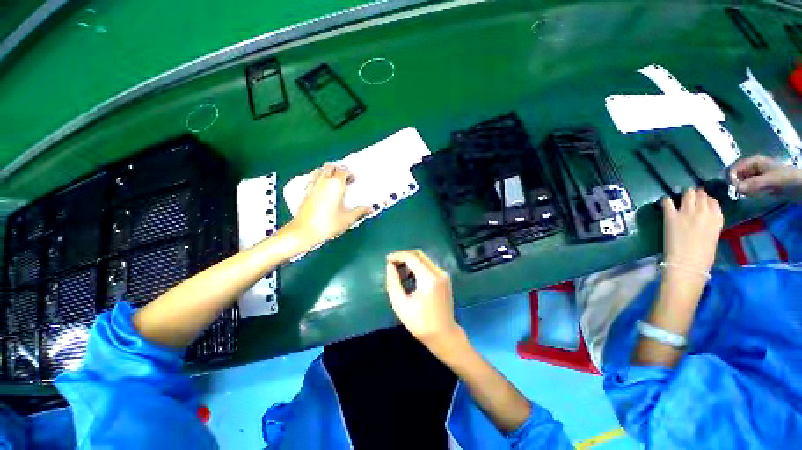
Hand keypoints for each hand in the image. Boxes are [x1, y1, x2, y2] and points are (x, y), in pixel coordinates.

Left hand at [289, 163, 371, 248]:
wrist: (304, 231)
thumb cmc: (329, 224)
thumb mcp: (348, 219)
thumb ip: (360, 211)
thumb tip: (370, 208)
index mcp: (336, 184)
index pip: (343, 170)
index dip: (350, 174)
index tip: (354, 180)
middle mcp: (324, 181)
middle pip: (331, 166)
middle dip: (338, 169)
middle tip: (345, 179)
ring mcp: (313, 185)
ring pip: (320, 169)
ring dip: (328, 172)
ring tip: (333, 181)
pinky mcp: (305, 191)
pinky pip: (313, 177)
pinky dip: (318, 177)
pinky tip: (322, 187)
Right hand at [385, 250, 461, 348]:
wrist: (443, 334)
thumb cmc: (420, 323)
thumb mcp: (400, 304)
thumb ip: (393, 282)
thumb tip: (390, 266)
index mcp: (429, 279)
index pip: (412, 257)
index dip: (398, 255)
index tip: (387, 259)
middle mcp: (439, 272)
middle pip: (419, 254)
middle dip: (404, 256)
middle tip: (392, 263)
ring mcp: (444, 274)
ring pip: (424, 258)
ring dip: (410, 260)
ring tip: (398, 270)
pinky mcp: (444, 278)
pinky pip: (429, 265)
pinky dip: (418, 265)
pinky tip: (410, 275)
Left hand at [661, 188, 722, 273]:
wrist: (687, 264)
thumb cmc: (702, 257)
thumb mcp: (713, 237)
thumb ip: (710, 224)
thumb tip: (703, 219)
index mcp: (717, 219)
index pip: (713, 202)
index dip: (706, 200)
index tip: (702, 201)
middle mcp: (703, 212)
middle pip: (700, 195)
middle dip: (695, 194)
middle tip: (691, 196)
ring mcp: (687, 213)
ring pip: (687, 194)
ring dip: (684, 194)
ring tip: (680, 197)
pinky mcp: (671, 216)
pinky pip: (667, 202)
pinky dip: (666, 200)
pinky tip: (666, 202)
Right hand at [730, 155, 801, 199]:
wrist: (800, 185)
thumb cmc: (786, 178)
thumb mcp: (770, 181)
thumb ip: (753, 184)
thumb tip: (735, 188)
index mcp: (753, 161)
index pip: (734, 168)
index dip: (730, 177)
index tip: (732, 188)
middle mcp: (752, 166)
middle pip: (737, 175)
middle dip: (736, 184)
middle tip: (740, 193)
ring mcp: (755, 175)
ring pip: (741, 182)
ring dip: (742, 189)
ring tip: (748, 195)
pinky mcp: (759, 183)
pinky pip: (748, 187)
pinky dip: (747, 192)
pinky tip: (752, 196)